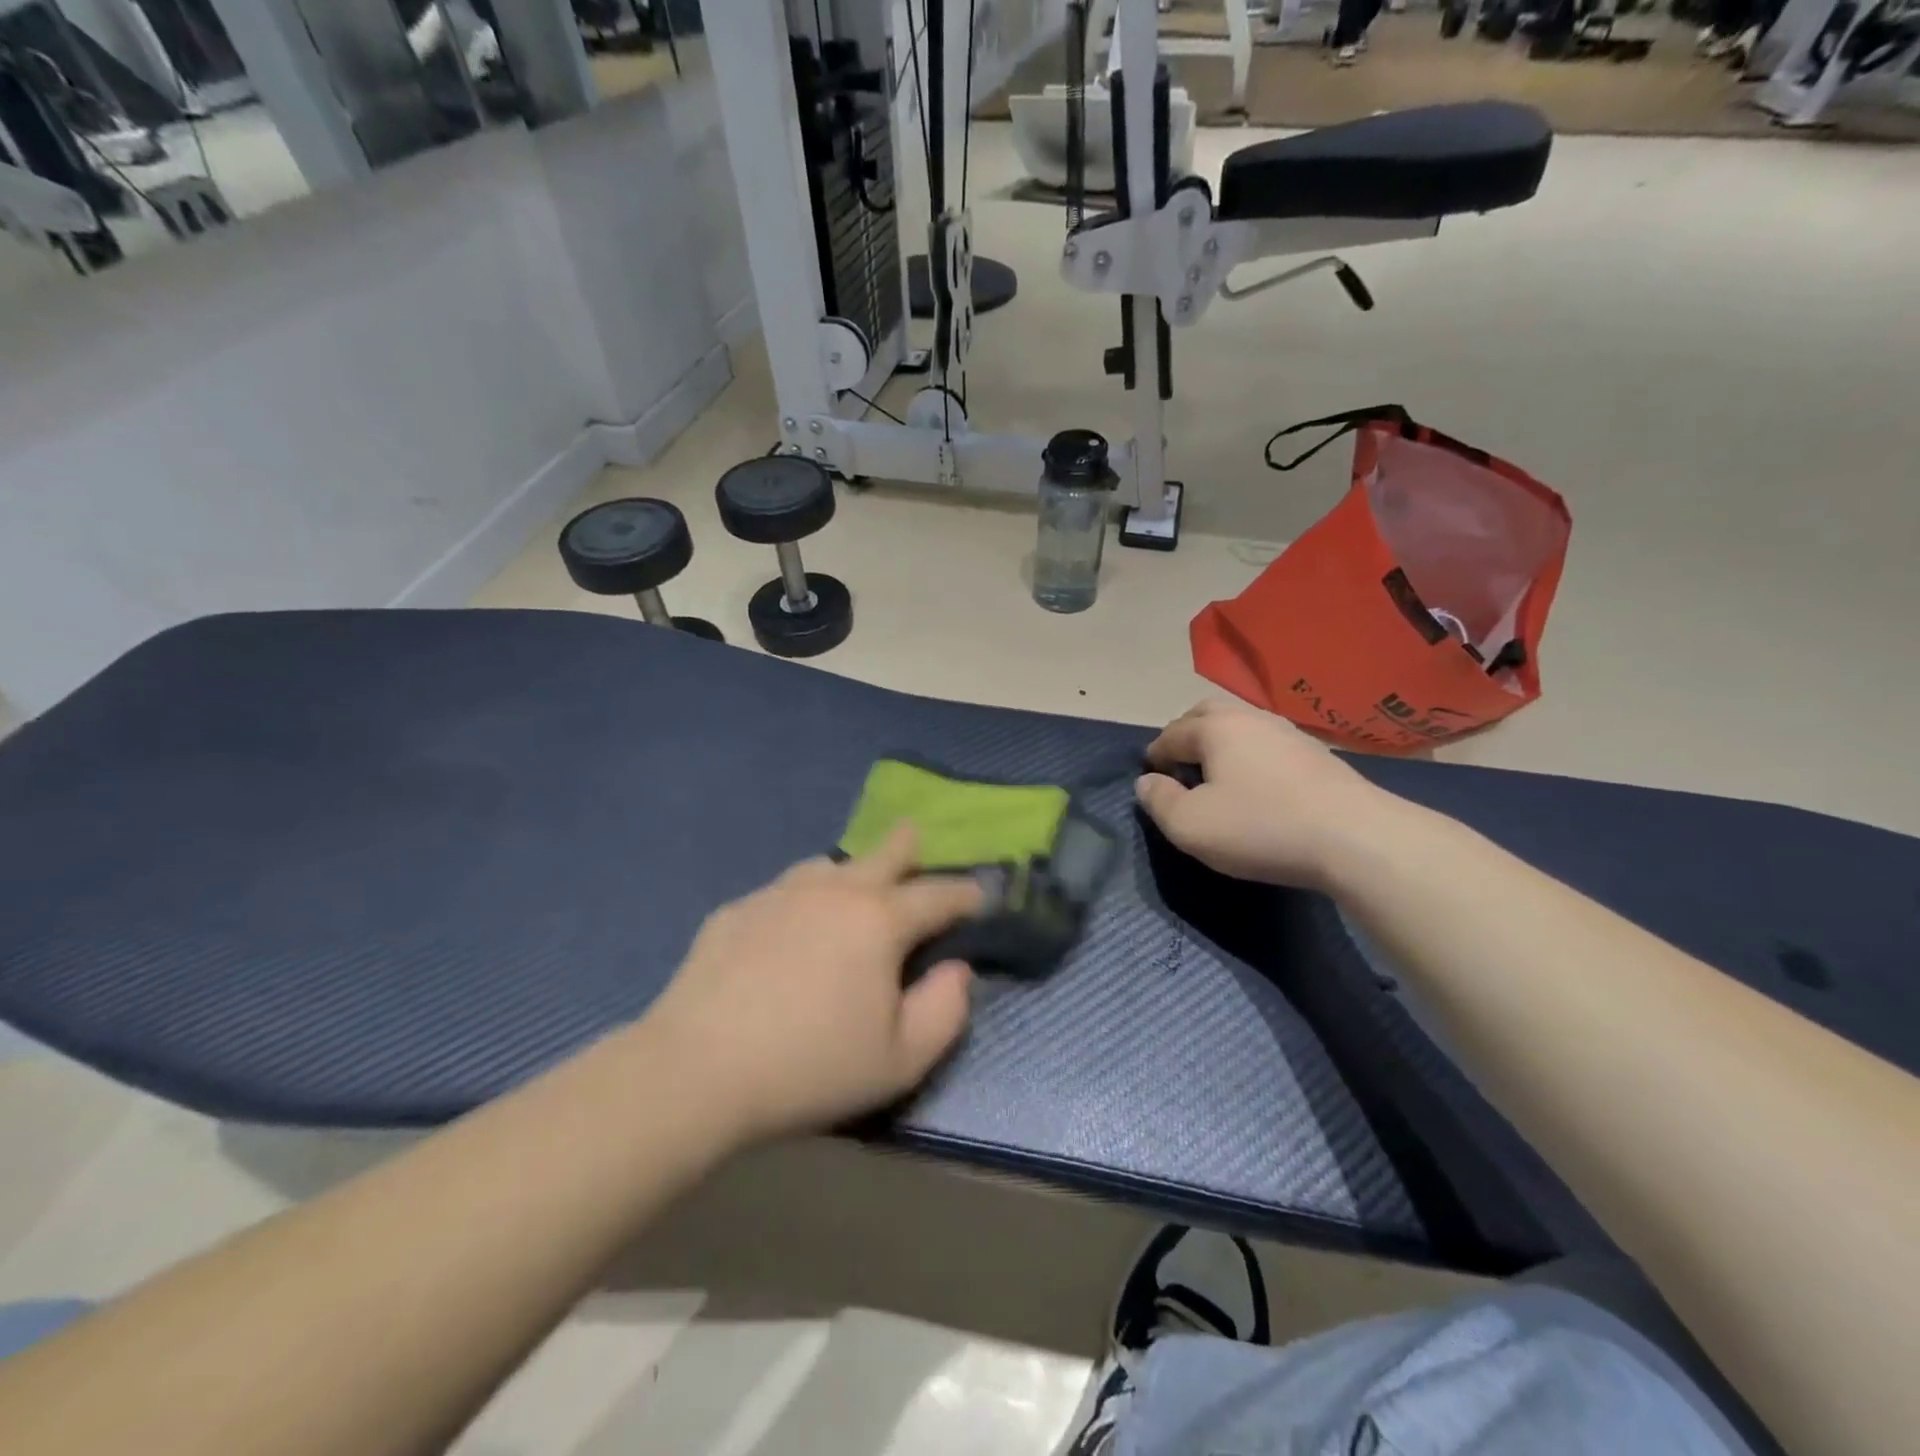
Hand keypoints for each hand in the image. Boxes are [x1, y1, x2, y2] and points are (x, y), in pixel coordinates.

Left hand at [642, 827, 983, 1145]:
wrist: (698, 1069)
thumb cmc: (812, 1066)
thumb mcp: (901, 1059)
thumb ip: (946, 1011)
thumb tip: (957, 970)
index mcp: (879, 920)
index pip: (938, 896)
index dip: (966, 894)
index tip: (980, 895)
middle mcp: (834, 891)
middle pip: (882, 854)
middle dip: (908, 845)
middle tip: (916, 836)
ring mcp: (780, 894)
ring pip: (827, 865)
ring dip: (850, 871)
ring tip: (852, 887)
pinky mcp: (737, 910)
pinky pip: (783, 891)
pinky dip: (802, 899)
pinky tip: (790, 926)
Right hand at [1135, 697, 1398, 890]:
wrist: (1356, 837)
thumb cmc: (1260, 827)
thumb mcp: (1190, 826)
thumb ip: (1158, 801)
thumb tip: (1147, 783)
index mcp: (1215, 728)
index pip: (1171, 734)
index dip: (1154, 757)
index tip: (1150, 779)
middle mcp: (1250, 718)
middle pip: (1206, 714)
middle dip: (1186, 735)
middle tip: (1180, 766)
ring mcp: (1289, 733)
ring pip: (1241, 727)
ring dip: (1221, 744)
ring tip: (1217, 777)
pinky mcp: (1317, 754)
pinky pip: (1268, 745)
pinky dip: (1251, 757)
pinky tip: (1257, 785)